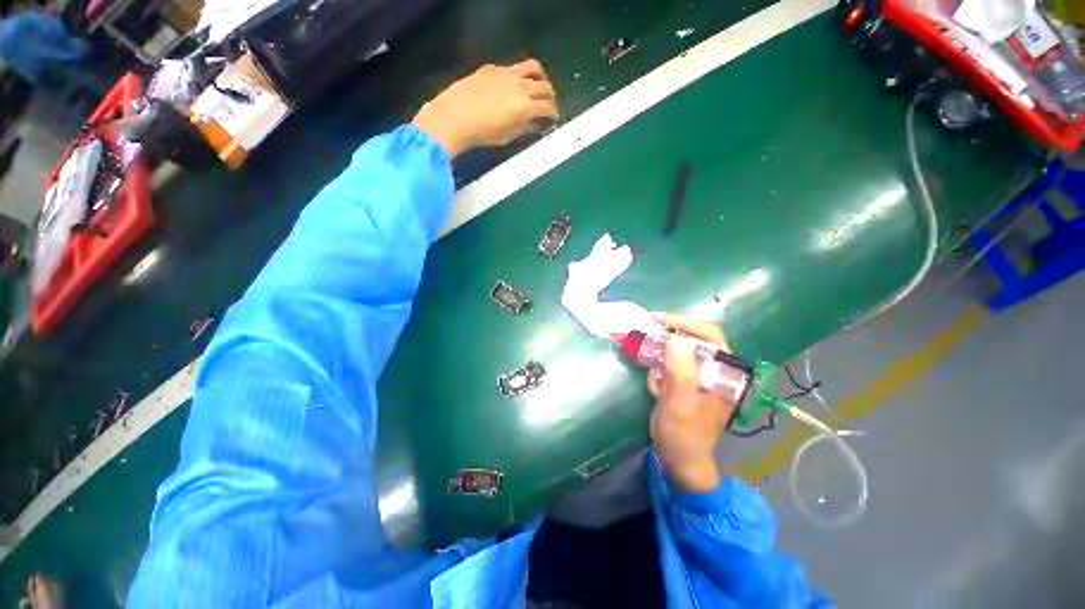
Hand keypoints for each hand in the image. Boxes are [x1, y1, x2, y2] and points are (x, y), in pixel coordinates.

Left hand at [412, 59, 558, 157]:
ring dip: (540, 77)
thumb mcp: (508, 136)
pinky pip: (513, 68)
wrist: (455, 117)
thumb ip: (525, 128)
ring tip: (538, 86)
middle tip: (549, 104)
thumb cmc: (483, 133)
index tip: (553, 118)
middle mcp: (520, 86)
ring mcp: (506, 73)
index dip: (553, 114)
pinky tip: (512, 86)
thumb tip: (537, 123)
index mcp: (525, 107)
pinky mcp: (493, 68)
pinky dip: (519, 76)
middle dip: (551, 96)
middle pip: (544, 86)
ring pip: (533, 67)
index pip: (547, 107)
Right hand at [647, 313, 735, 492]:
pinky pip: (667, 365)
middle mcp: (714, 369)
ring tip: (653, 378)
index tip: (658, 319)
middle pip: (690, 339)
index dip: (684, 322)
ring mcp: (697, 374)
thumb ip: (681, 372)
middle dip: (665, 340)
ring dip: (658, 359)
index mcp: (725, 372)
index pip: (710, 336)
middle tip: (644, 337)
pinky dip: (657, 372)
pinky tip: (656, 390)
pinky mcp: (683, 380)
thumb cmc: (685, 434)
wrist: (678, 458)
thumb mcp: (681, 404)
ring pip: (675, 352)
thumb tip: (675, 338)